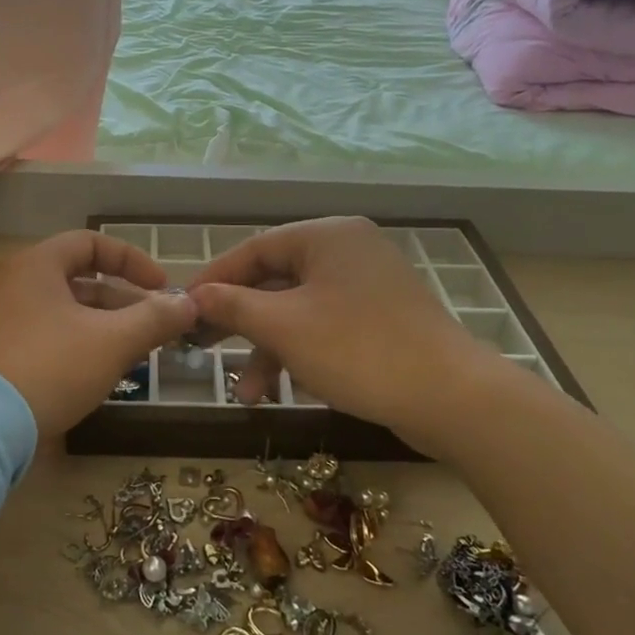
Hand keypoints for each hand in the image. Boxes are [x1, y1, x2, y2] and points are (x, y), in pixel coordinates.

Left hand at [0, 231, 196, 438]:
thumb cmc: (50, 367)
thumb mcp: (112, 342)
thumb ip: (155, 318)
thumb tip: (190, 304)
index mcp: (36, 265)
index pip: (91, 242)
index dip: (132, 260)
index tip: (162, 288)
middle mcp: (10, 283)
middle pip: (77, 279)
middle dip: (121, 301)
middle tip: (151, 327)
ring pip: (60, 312)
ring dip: (100, 326)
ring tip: (130, 354)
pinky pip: (41, 336)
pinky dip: (73, 345)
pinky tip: (92, 375)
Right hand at [187, 217, 500, 436]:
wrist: (452, 398)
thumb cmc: (357, 349)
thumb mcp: (283, 327)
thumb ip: (232, 306)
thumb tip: (192, 296)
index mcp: (326, 236)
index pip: (255, 248)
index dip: (214, 279)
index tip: (183, 308)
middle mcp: (348, 251)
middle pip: (275, 280)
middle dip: (239, 322)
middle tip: (203, 347)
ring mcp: (368, 286)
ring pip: (299, 310)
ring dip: (268, 349)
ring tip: (246, 393)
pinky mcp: (381, 319)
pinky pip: (325, 326)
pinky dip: (300, 353)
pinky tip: (282, 390)